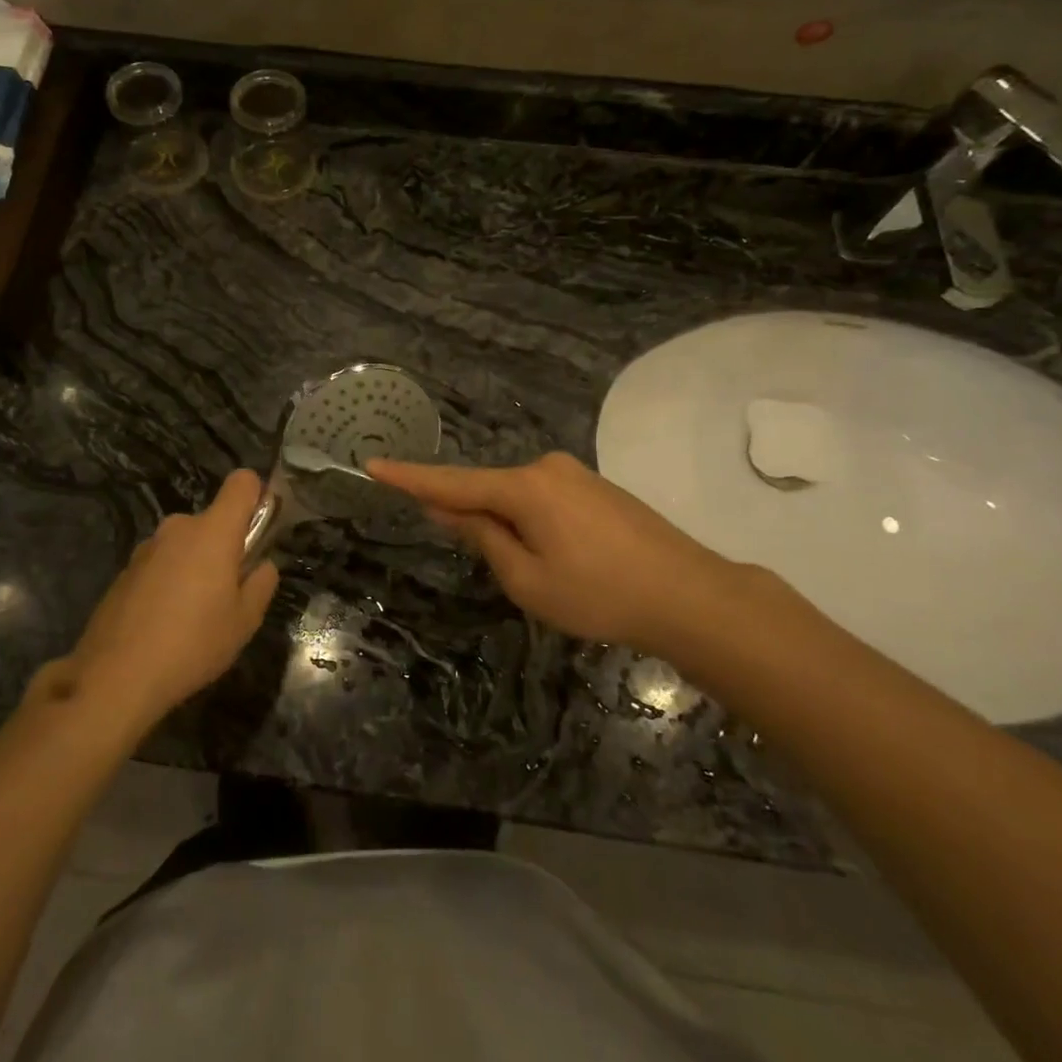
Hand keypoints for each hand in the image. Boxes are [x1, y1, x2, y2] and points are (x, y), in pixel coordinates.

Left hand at [66, 470, 279, 731]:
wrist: (116, 676)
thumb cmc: (193, 644)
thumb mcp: (244, 622)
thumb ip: (261, 584)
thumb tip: (263, 565)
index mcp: (213, 531)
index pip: (242, 482)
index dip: (257, 496)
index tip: (261, 531)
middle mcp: (178, 528)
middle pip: (213, 521)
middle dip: (225, 547)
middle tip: (229, 593)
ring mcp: (147, 547)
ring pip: (186, 544)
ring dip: (195, 565)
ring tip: (194, 615)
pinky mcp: (125, 570)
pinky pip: (161, 563)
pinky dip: (169, 581)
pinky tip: (164, 622)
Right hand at [367, 453, 751, 653]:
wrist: (690, 596)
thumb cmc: (599, 594)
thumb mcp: (527, 579)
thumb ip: (483, 539)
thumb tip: (448, 509)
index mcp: (525, 487)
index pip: (452, 482)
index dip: (409, 478)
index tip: (372, 465)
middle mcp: (547, 468)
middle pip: (488, 490)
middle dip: (473, 519)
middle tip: (492, 565)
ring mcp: (575, 475)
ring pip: (519, 499)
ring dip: (508, 526)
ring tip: (539, 574)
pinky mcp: (596, 489)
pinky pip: (545, 501)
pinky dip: (532, 523)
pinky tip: (558, 558)